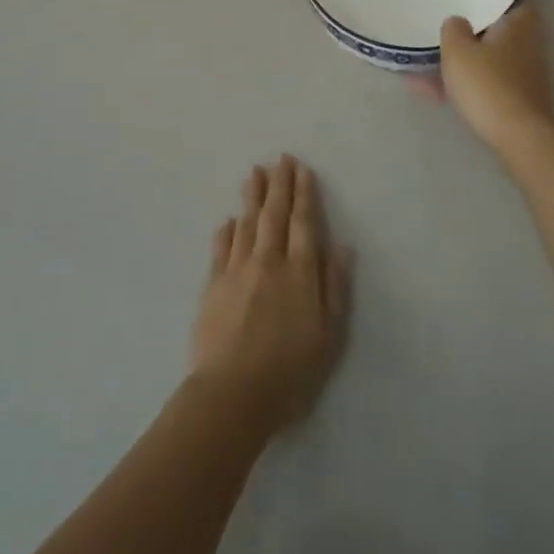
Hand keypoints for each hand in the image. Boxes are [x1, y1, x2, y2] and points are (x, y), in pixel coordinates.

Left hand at [190, 155, 351, 433]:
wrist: (232, 395)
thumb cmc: (290, 371)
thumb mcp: (329, 335)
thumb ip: (334, 287)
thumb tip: (341, 246)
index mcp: (299, 272)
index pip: (303, 223)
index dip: (304, 195)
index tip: (302, 169)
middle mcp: (268, 262)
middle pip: (274, 215)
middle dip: (279, 185)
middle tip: (280, 158)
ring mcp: (236, 272)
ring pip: (246, 224)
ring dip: (252, 197)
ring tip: (254, 173)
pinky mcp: (212, 287)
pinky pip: (221, 249)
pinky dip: (227, 231)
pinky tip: (229, 220)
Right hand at [432, 4, 553, 151]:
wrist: (516, 136)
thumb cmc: (487, 83)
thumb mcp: (458, 50)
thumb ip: (453, 29)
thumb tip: (457, 22)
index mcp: (519, 23)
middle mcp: (527, 45)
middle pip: (495, 31)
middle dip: (469, 32)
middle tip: (441, 28)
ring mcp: (523, 74)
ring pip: (486, 60)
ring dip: (461, 62)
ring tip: (423, 64)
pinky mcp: (515, 100)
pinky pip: (483, 84)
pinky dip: (462, 85)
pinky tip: (430, 92)